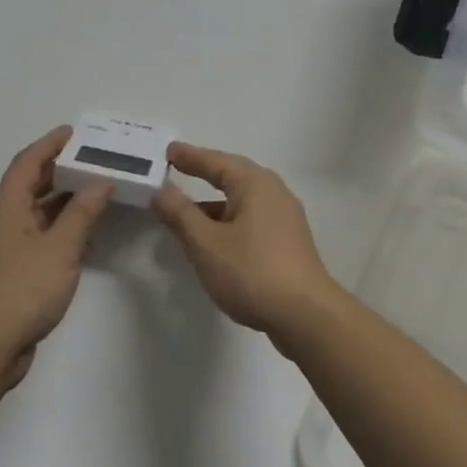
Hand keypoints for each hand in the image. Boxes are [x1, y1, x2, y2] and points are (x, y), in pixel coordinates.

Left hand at [0, 127, 113, 386]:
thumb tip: (101, 182)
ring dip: (64, 201)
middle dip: (61, 170)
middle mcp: (0, 218)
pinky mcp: (10, 269)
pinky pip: (37, 235)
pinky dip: (60, 228)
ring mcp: (3, 245)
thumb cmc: (22, 289)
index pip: (28, 161)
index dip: (51, 143)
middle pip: (31, 183)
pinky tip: (85, 234)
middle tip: (95, 160)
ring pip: (35, 211)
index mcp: (5, 204)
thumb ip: (83, 212)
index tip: (75, 132)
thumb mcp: (60, 247)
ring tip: (97, 191)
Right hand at [152, 143, 342, 345]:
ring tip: (186, 212)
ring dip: (214, 204)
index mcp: (255, 184)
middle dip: (205, 174)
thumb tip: (161, 190)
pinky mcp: (287, 243)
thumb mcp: (206, 243)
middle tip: (177, 170)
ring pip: (242, 202)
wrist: (305, 315)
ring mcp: (284, 219)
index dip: (190, 157)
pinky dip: (228, 222)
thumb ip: (180, 214)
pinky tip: (213, 241)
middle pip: (233, 177)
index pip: (216, 162)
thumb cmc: (252, 271)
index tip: (169, 151)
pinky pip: (251, 220)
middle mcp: (274, 193)